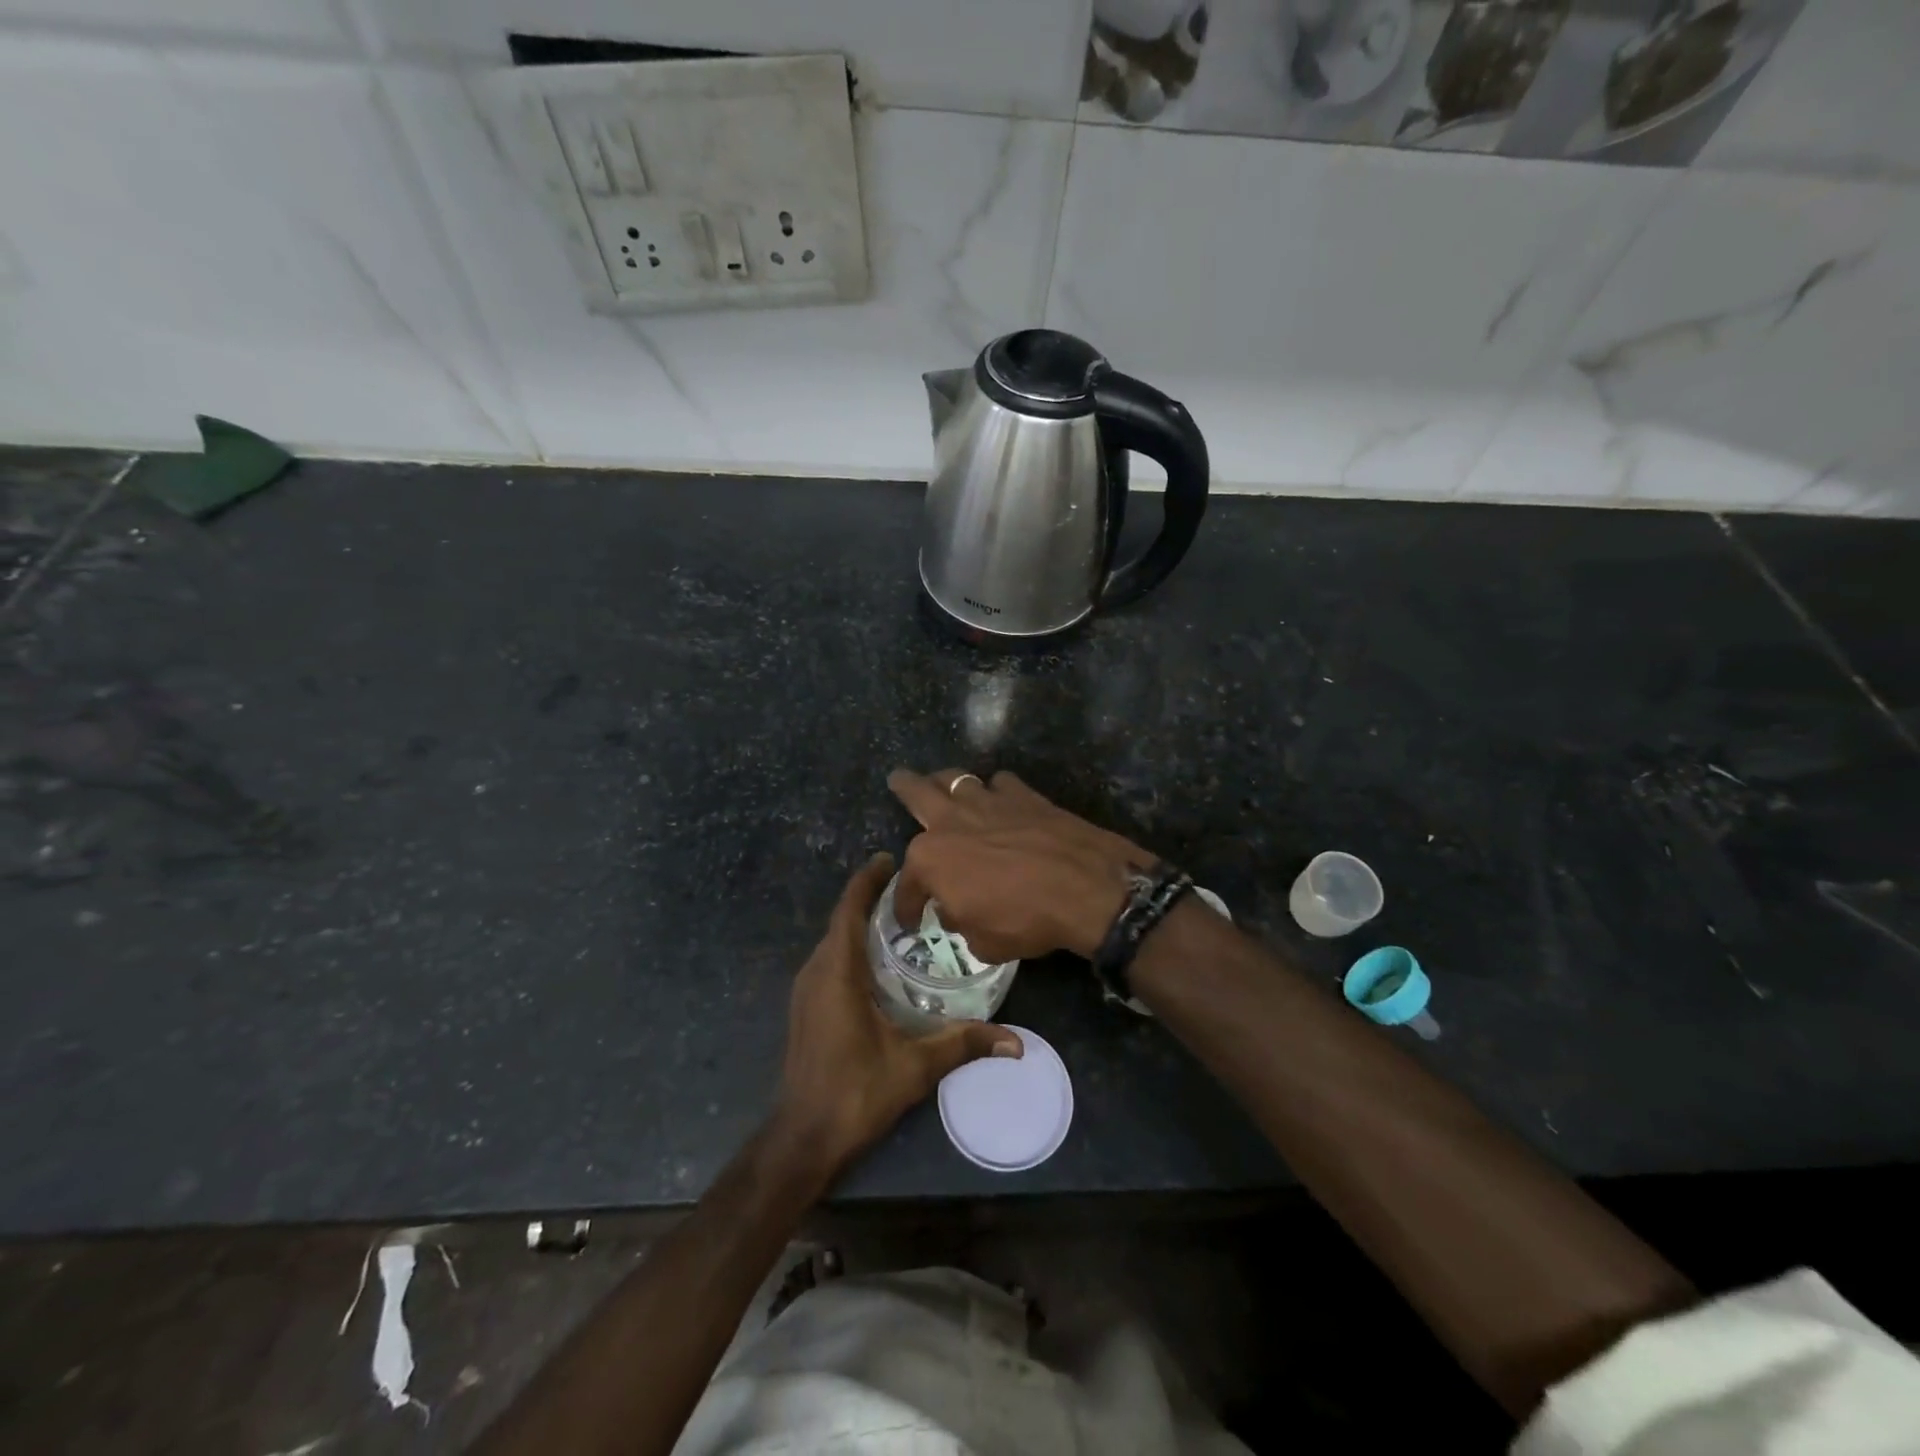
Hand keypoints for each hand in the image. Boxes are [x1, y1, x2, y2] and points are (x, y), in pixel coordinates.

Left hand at [774, 853, 1020, 1178]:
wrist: (803, 1139)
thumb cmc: (855, 1093)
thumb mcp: (914, 1067)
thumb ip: (964, 1044)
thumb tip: (1016, 1042)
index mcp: (837, 973)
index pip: (848, 910)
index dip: (866, 881)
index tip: (889, 857)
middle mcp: (816, 972)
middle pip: (841, 920)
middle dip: (869, 898)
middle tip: (911, 888)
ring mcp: (806, 991)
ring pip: (834, 941)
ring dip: (859, 923)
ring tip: (900, 917)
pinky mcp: (806, 1007)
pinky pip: (829, 961)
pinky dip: (852, 947)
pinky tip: (880, 961)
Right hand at [887, 768, 1153, 961]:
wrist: (1084, 887)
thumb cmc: (1025, 919)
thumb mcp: (982, 942)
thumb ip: (960, 921)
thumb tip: (955, 909)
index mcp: (931, 859)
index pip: (907, 884)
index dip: (906, 905)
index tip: (911, 919)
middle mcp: (952, 821)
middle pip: (917, 793)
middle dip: (904, 787)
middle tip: (897, 780)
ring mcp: (988, 801)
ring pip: (957, 778)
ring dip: (947, 782)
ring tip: (945, 785)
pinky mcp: (1024, 794)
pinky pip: (1001, 783)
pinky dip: (997, 791)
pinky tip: (1002, 801)